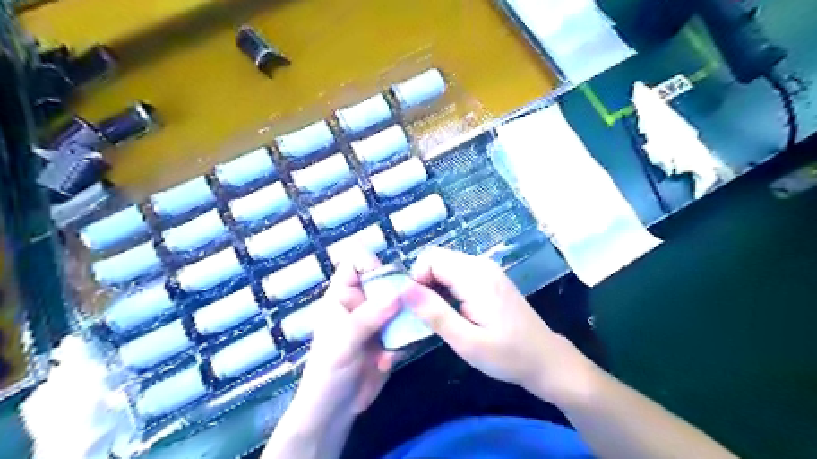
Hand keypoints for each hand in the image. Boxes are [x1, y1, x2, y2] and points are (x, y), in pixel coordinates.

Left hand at [290, 251, 399, 422]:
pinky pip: (407, 327)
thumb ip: (369, 316)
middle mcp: (363, 303)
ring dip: (405, 320)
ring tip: (399, 339)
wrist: (335, 410)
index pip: (355, 263)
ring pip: (401, 304)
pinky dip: (406, 340)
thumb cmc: (327, 371)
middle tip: (408, 308)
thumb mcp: (344, 340)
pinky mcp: (391, 337)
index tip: (389, 277)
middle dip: (399, 292)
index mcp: (343, 295)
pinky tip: (391, 359)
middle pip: (386, 281)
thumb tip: (398, 293)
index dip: (371, 262)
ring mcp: (378, 320)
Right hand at [407, 250, 594, 402]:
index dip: (416, 280)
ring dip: (434, 287)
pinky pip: (457, 274)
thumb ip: (435, 313)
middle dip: (423, 283)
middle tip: (425, 315)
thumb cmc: (507, 355)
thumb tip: (404, 289)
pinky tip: (452, 311)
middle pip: (437, 259)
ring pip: (445, 266)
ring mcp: (487, 270)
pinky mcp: (489, 278)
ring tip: (438, 316)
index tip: (415, 308)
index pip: (430, 259)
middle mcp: (481, 265)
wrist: (545, 359)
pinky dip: (446, 288)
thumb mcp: (467, 342)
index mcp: (476, 276)